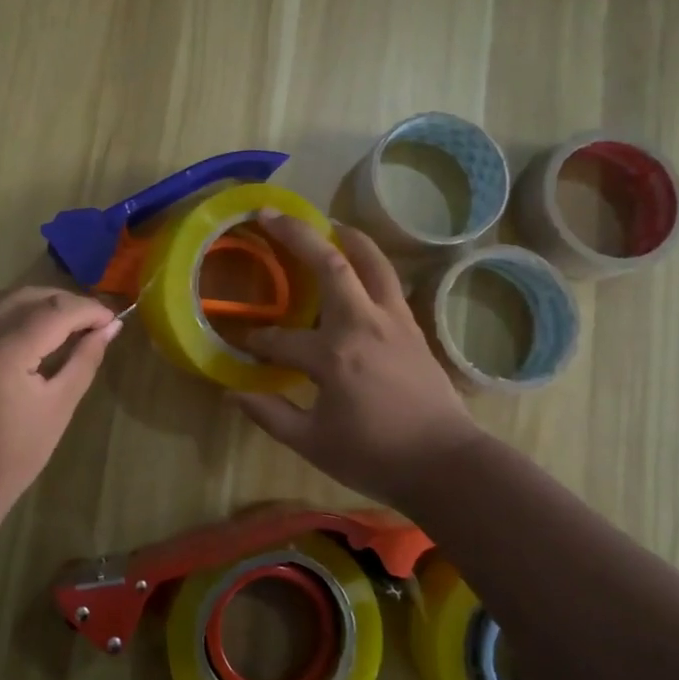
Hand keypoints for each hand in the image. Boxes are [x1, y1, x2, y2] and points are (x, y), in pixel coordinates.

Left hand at [0, 286, 122, 509]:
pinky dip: (7, 314)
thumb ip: (85, 358)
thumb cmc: (13, 455)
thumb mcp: (59, 407)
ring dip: (36, 304)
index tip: (110, 318)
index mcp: (3, 355)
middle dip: (64, 303)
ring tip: (61, 325)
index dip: (87, 309)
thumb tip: (111, 326)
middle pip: (28, 296)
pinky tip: (24, 332)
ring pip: (2, 298)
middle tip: (90, 322)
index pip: (55, 311)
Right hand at [234, 211, 485, 505]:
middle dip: (295, 234)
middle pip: (329, 264)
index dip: (255, 343)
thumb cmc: (375, 456)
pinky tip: (357, 264)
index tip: (242, 346)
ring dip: (344, 235)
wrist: (445, 464)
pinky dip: (369, 261)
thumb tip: (232, 393)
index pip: (280, 341)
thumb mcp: (312, 444)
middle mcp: (362, 324)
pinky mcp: (411, 325)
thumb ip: (269, 414)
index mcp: (332, 357)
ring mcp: (392, 320)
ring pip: (370, 261)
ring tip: (324, 221)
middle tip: (269, 215)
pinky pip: (387, 280)